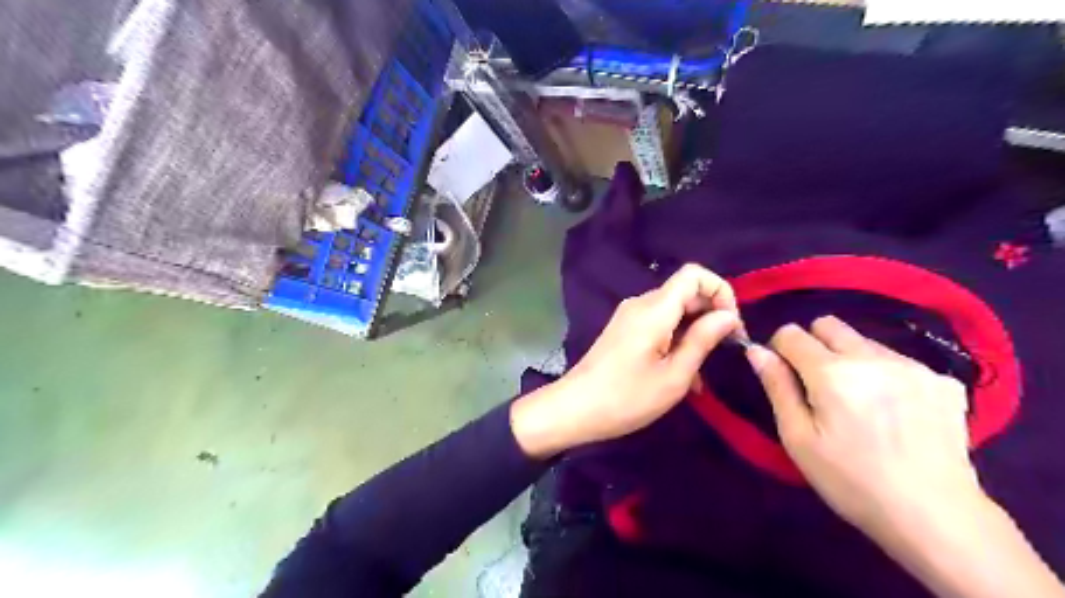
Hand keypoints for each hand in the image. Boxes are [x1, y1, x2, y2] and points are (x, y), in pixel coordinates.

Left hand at [515, 263, 741, 457]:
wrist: (575, 409)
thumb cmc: (627, 397)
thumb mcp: (674, 376)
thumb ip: (703, 340)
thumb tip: (728, 316)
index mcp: (654, 309)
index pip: (694, 274)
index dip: (720, 291)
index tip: (731, 325)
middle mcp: (640, 304)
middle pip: (685, 292)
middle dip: (711, 315)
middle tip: (725, 350)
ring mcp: (629, 317)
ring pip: (673, 312)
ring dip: (694, 334)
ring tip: (703, 373)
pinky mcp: (624, 330)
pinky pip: (658, 325)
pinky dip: (676, 341)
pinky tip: (683, 376)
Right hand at [743, 315, 975, 539]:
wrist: (937, 517)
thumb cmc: (851, 481)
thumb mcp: (798, 439)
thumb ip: (776, 387)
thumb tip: (756, 350)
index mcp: (832, 373)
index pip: (791, 334)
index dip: (780, 351)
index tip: (786, 377)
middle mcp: (872, 358)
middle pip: (829, 325)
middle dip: (814, 346)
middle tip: (820, 387)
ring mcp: (913, 366)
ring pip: (864, 341)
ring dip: (851, 360)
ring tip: (861, 402)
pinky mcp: (944, 381)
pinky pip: (899, 360)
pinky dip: (887, 375)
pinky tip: (896, 411)